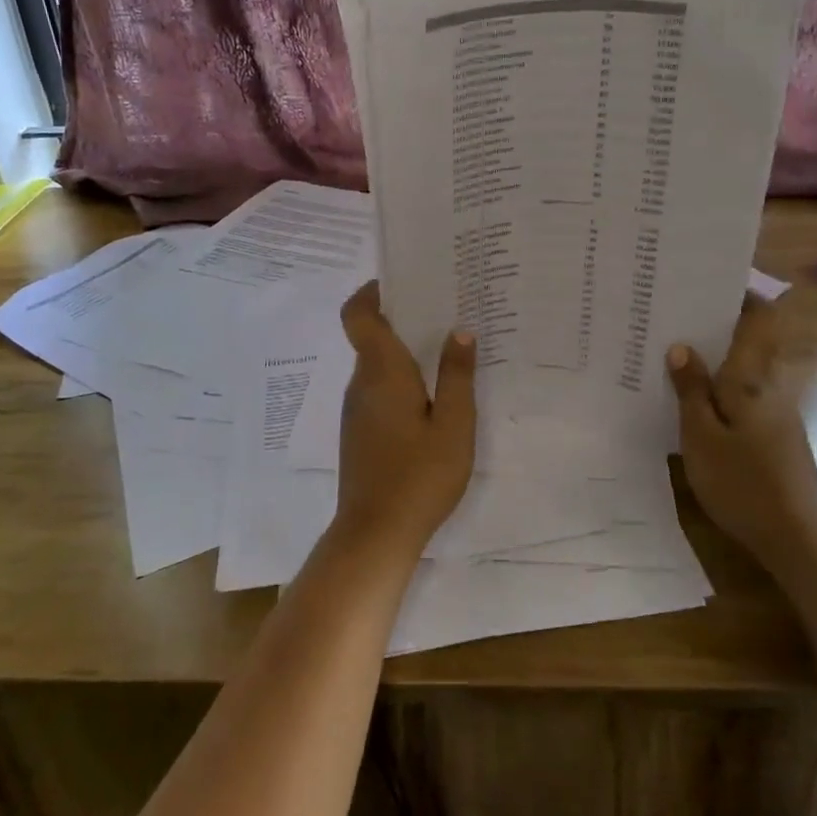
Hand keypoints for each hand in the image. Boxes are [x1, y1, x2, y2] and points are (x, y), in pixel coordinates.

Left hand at [333, 282, 476, 558]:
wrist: (375, 534)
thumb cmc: (419, 475)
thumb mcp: (453, 425)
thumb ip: (456, 375)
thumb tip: (459, 330)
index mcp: (382, 372)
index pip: (358, 315)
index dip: (370, 292)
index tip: (398, 281)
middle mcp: (362, 383)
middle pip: (371, 337)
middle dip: (401, 320)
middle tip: (444, 312)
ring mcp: (357, 410)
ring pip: (376, 366)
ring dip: (402, 352)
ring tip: (445, 352)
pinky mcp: (360, 432)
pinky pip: (377, 390)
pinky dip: (399, 380)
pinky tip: (430, 397)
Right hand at [667, 295, 816, 569]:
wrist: (797, 538)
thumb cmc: (744, 483)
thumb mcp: (702, 436)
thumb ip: (691, 390)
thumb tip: (682, 347)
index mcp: (753, 377)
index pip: (760, 318)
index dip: (740, 293)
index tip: (706, 281)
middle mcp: (770, 385)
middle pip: (751, 338)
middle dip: (718, 321)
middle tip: (674, 313)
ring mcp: (776, 410)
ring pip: (746, 365)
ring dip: (716, 354)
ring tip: (672, 349)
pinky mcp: (774, 432)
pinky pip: (744, 391)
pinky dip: (720, 383)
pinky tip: (691, 397)